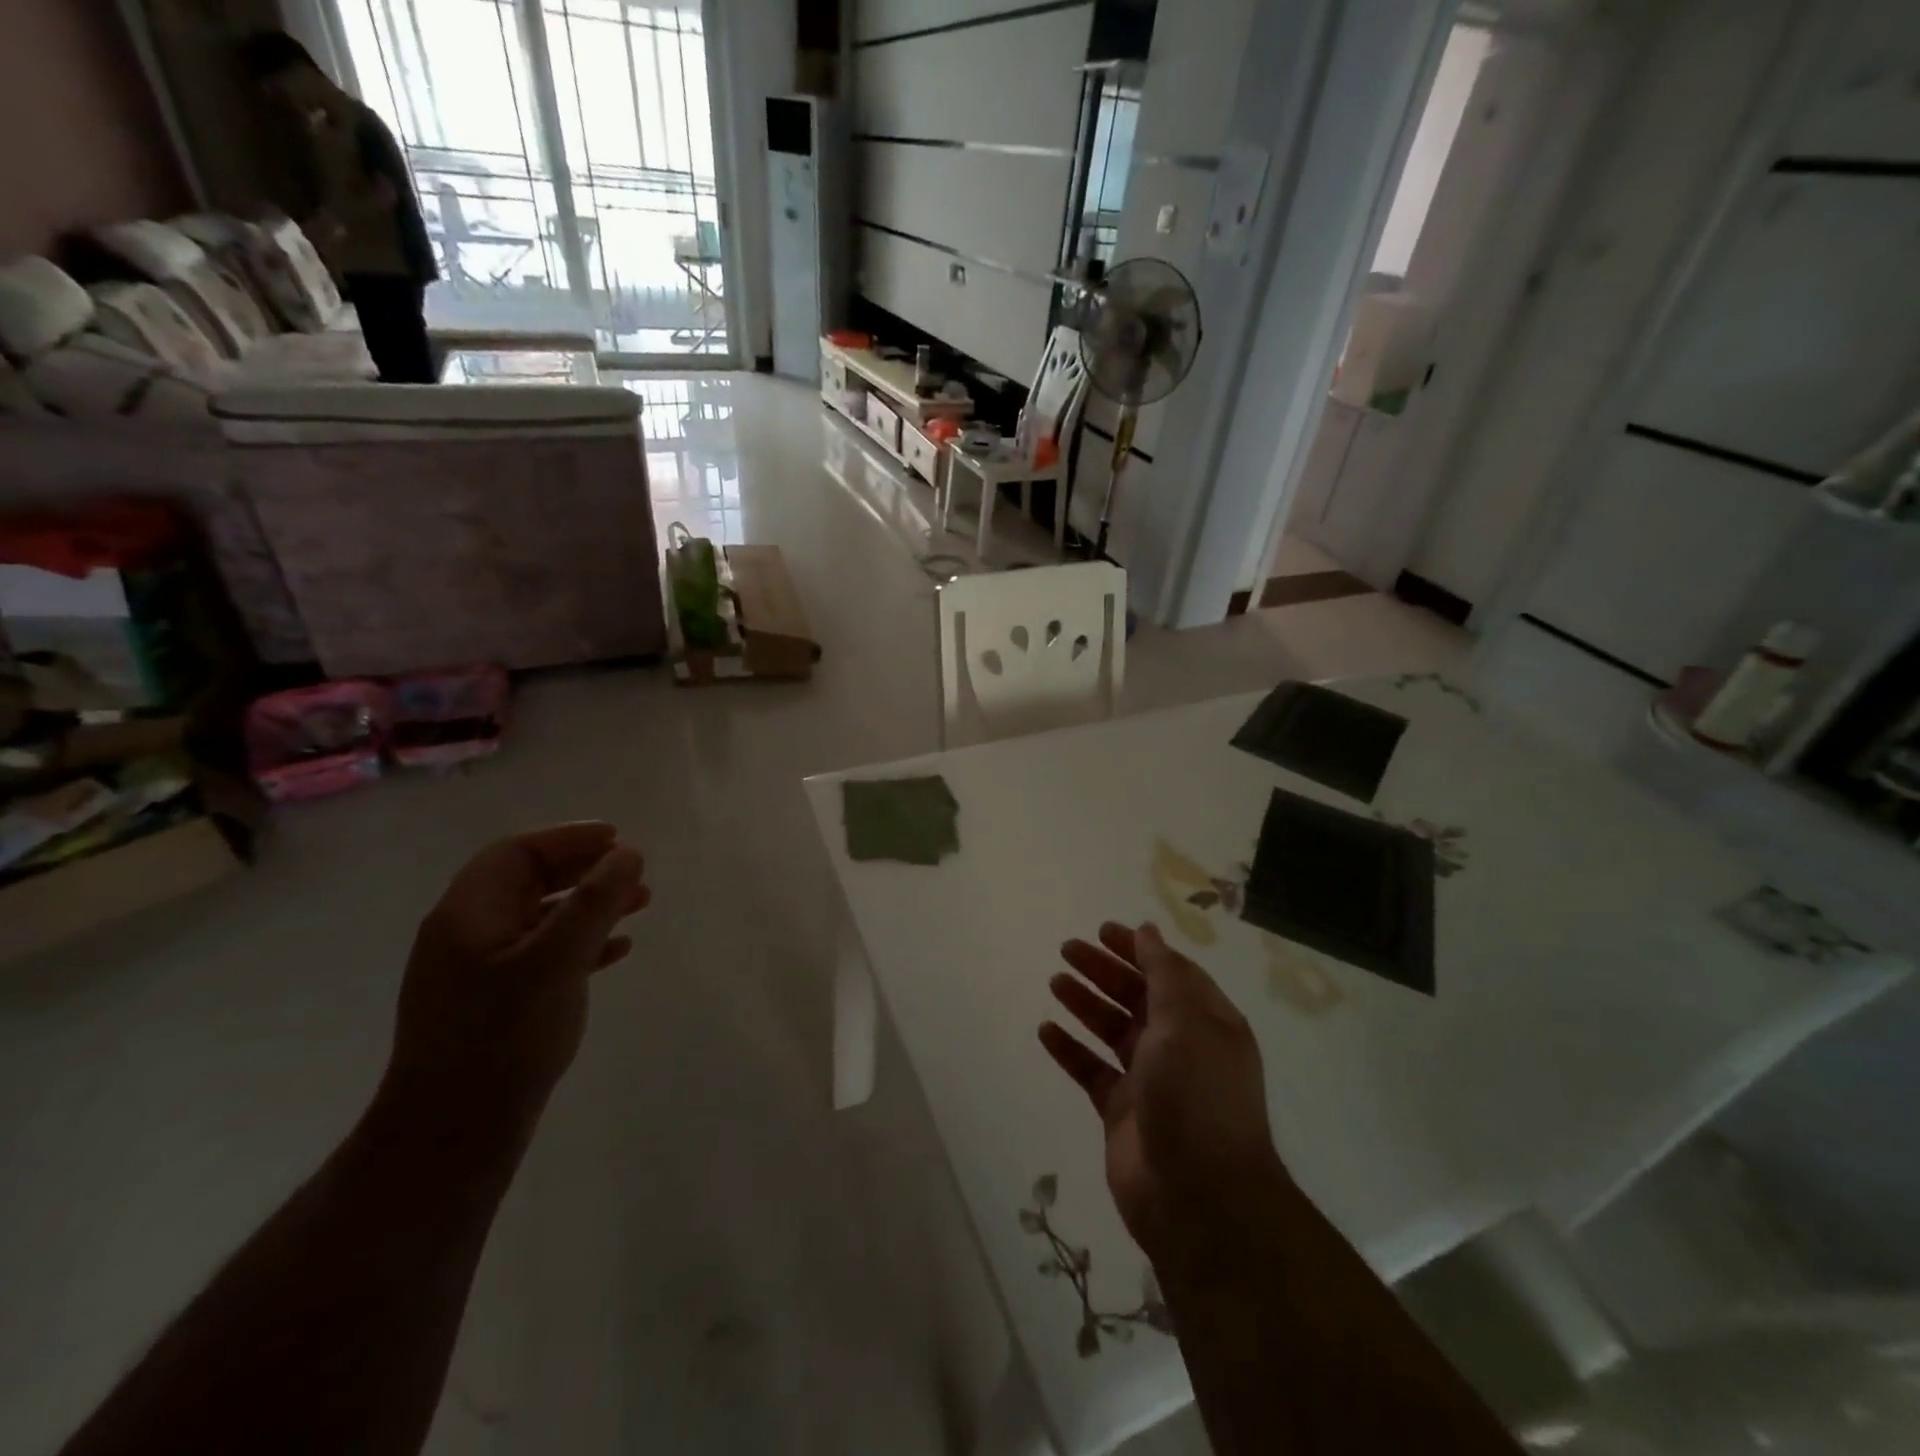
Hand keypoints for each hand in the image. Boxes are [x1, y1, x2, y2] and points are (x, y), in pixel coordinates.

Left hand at [379, 823, 647, 1140]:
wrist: (455, 1131)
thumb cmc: (504, 1036)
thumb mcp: (556, 960)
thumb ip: (594, 902)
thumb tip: (627, 854)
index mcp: (468, 914)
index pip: (517, 852)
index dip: (569, 838)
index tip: (618, 839)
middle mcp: (468, 934)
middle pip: (530, 880)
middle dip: (585, 870)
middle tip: (633, 871)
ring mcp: (480, 970)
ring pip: (542, 917)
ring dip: (591, 905)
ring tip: (641, 905)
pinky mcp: (497, 1001)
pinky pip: (545, 953)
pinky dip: (583, 942)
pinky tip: (617, 952)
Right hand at [1042, 923, 1290, 1272]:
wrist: (1199, 1197)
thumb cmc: (1197, 1094)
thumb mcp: (1186, 1020)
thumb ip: (1164, 973)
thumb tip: (1148, 932)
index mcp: (1207, 1023)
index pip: (1170, 973)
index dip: (1138, 949)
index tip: (1102, 931)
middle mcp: (1181, 1047)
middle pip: (1137, 997)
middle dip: (1104, 971)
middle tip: (1066, 949)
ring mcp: (1150, 1081)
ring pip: (1112, 1030)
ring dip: (1085, 1003)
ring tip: (1055, 980)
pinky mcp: (1121, 1113)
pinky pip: (1092, 1070)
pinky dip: (1070, 1050)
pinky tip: (1046, 1031)